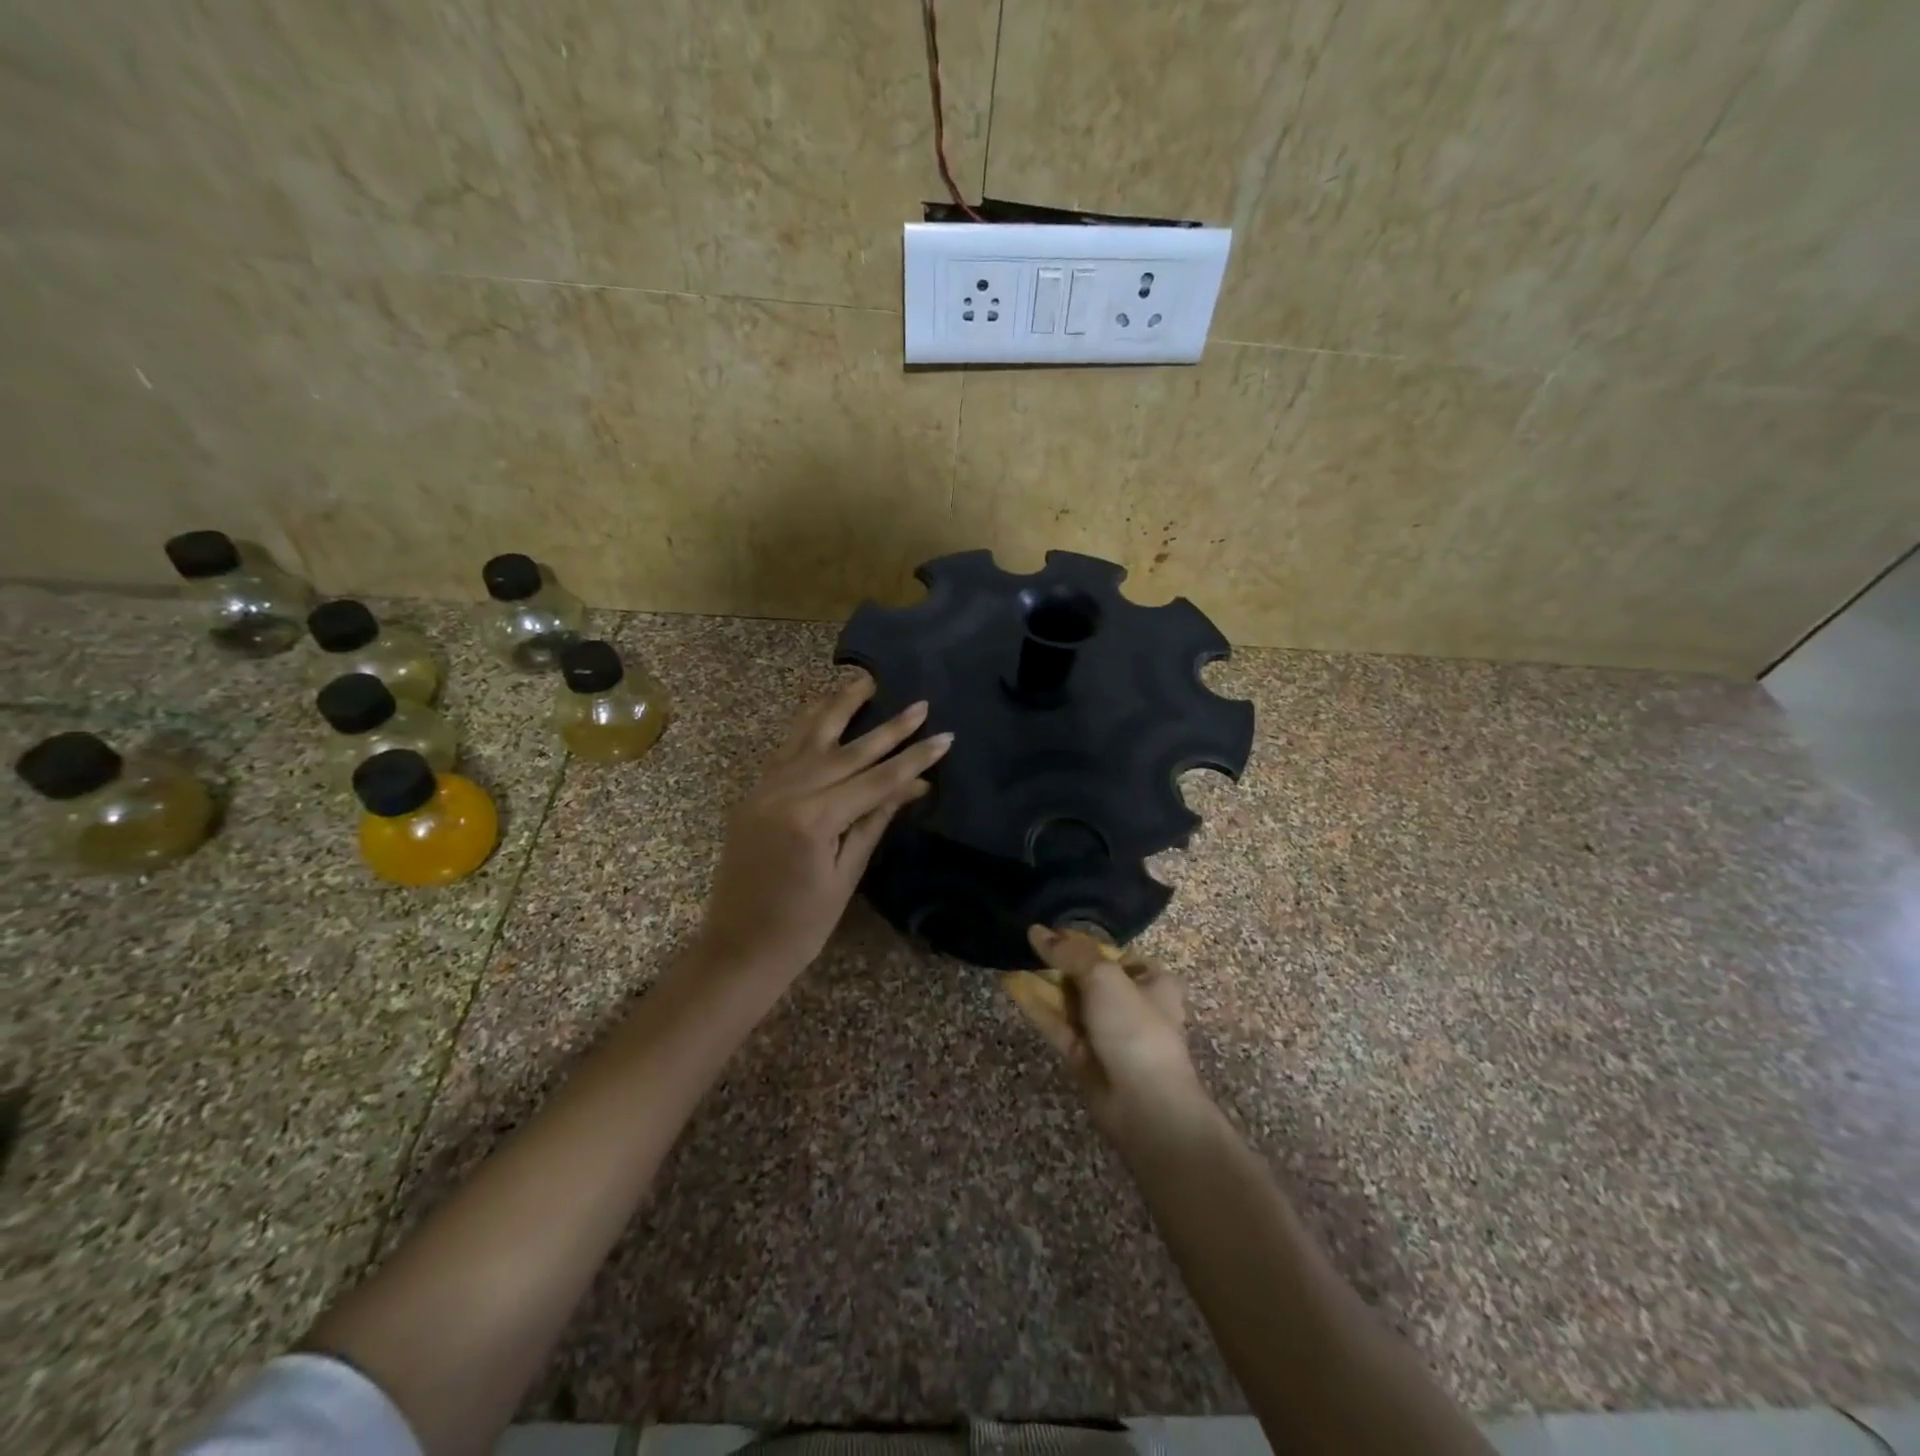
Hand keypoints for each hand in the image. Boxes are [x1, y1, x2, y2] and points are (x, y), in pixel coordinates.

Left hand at [694, 674, 951, 989]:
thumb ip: (875, 821)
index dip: (913, 758)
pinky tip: (821, 710)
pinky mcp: (754, 793)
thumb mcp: (846, 874)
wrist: (738, 947)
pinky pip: (785, 750)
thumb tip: (914, 787)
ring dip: (839, 707)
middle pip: (848, 751)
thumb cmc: (801, 925)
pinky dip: (806, 726)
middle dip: (888, 728)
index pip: (876, 779)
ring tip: (864, 680)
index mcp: (815, 819)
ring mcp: (765, 789)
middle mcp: (787, 792)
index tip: (944, 736)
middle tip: (919, 704)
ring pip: (809, 737)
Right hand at [1003, 925, 1208, 1139]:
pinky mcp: (1084, 1056)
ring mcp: (1106, 1032)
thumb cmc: (1135, 1028)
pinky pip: (1058, 1024)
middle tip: (1026, 946)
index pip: (1113, 954)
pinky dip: (1037, 1006)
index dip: (1082, 943)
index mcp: (1152, 982)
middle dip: (1058, 963)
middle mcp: (1132, 1004)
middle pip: (1088, 976)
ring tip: (1011, 959)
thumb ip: (1070, 953)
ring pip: (1070, 1001)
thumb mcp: (1105, 978)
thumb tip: (1037, 930)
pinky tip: (1012, 985)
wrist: (1145, 1105)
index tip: (1051, 933)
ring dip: (1043, 983)